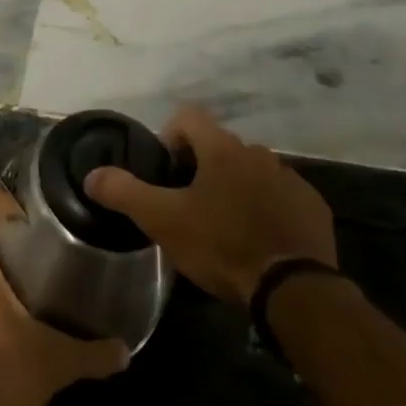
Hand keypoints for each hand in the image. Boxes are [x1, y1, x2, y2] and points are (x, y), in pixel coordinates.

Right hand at [85, 105, 336, 306]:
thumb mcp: (163, 221)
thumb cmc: (222, 245)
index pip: (188, 117)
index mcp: (223, 149)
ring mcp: (291, 178)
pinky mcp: (312, 206)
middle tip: (187, 205)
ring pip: (251, 172)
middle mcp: (259, 153)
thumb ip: (124, 192)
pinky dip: (265, 208)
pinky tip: (257, 240)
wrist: (293, 288)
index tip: (164, 172)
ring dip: (234, 188)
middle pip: (220, 146)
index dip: (169, 136)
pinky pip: (281, 196)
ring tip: (223, 226)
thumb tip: (93, 174)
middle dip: (201, 168)